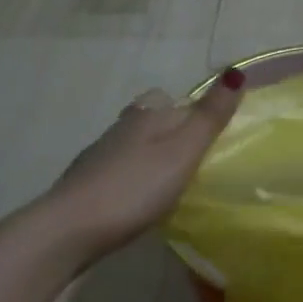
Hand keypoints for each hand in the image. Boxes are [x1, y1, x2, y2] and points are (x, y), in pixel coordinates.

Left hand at [40, 69, 244, 260]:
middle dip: (169, 130)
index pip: (171, 98)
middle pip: (148, 119)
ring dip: (149, 155)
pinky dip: (131, 178)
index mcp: (146, 116)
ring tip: (171, 181)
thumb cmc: (134, 187)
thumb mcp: (183, 151)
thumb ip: (210, 116)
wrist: (67, 231)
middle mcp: (120, 129)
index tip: (210, 132)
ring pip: (131, 145)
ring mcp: (97, 158)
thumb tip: (236, 70)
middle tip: (193, 157)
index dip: (192, 109)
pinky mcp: (83, 187)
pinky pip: (117, 171)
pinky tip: (139, 200)